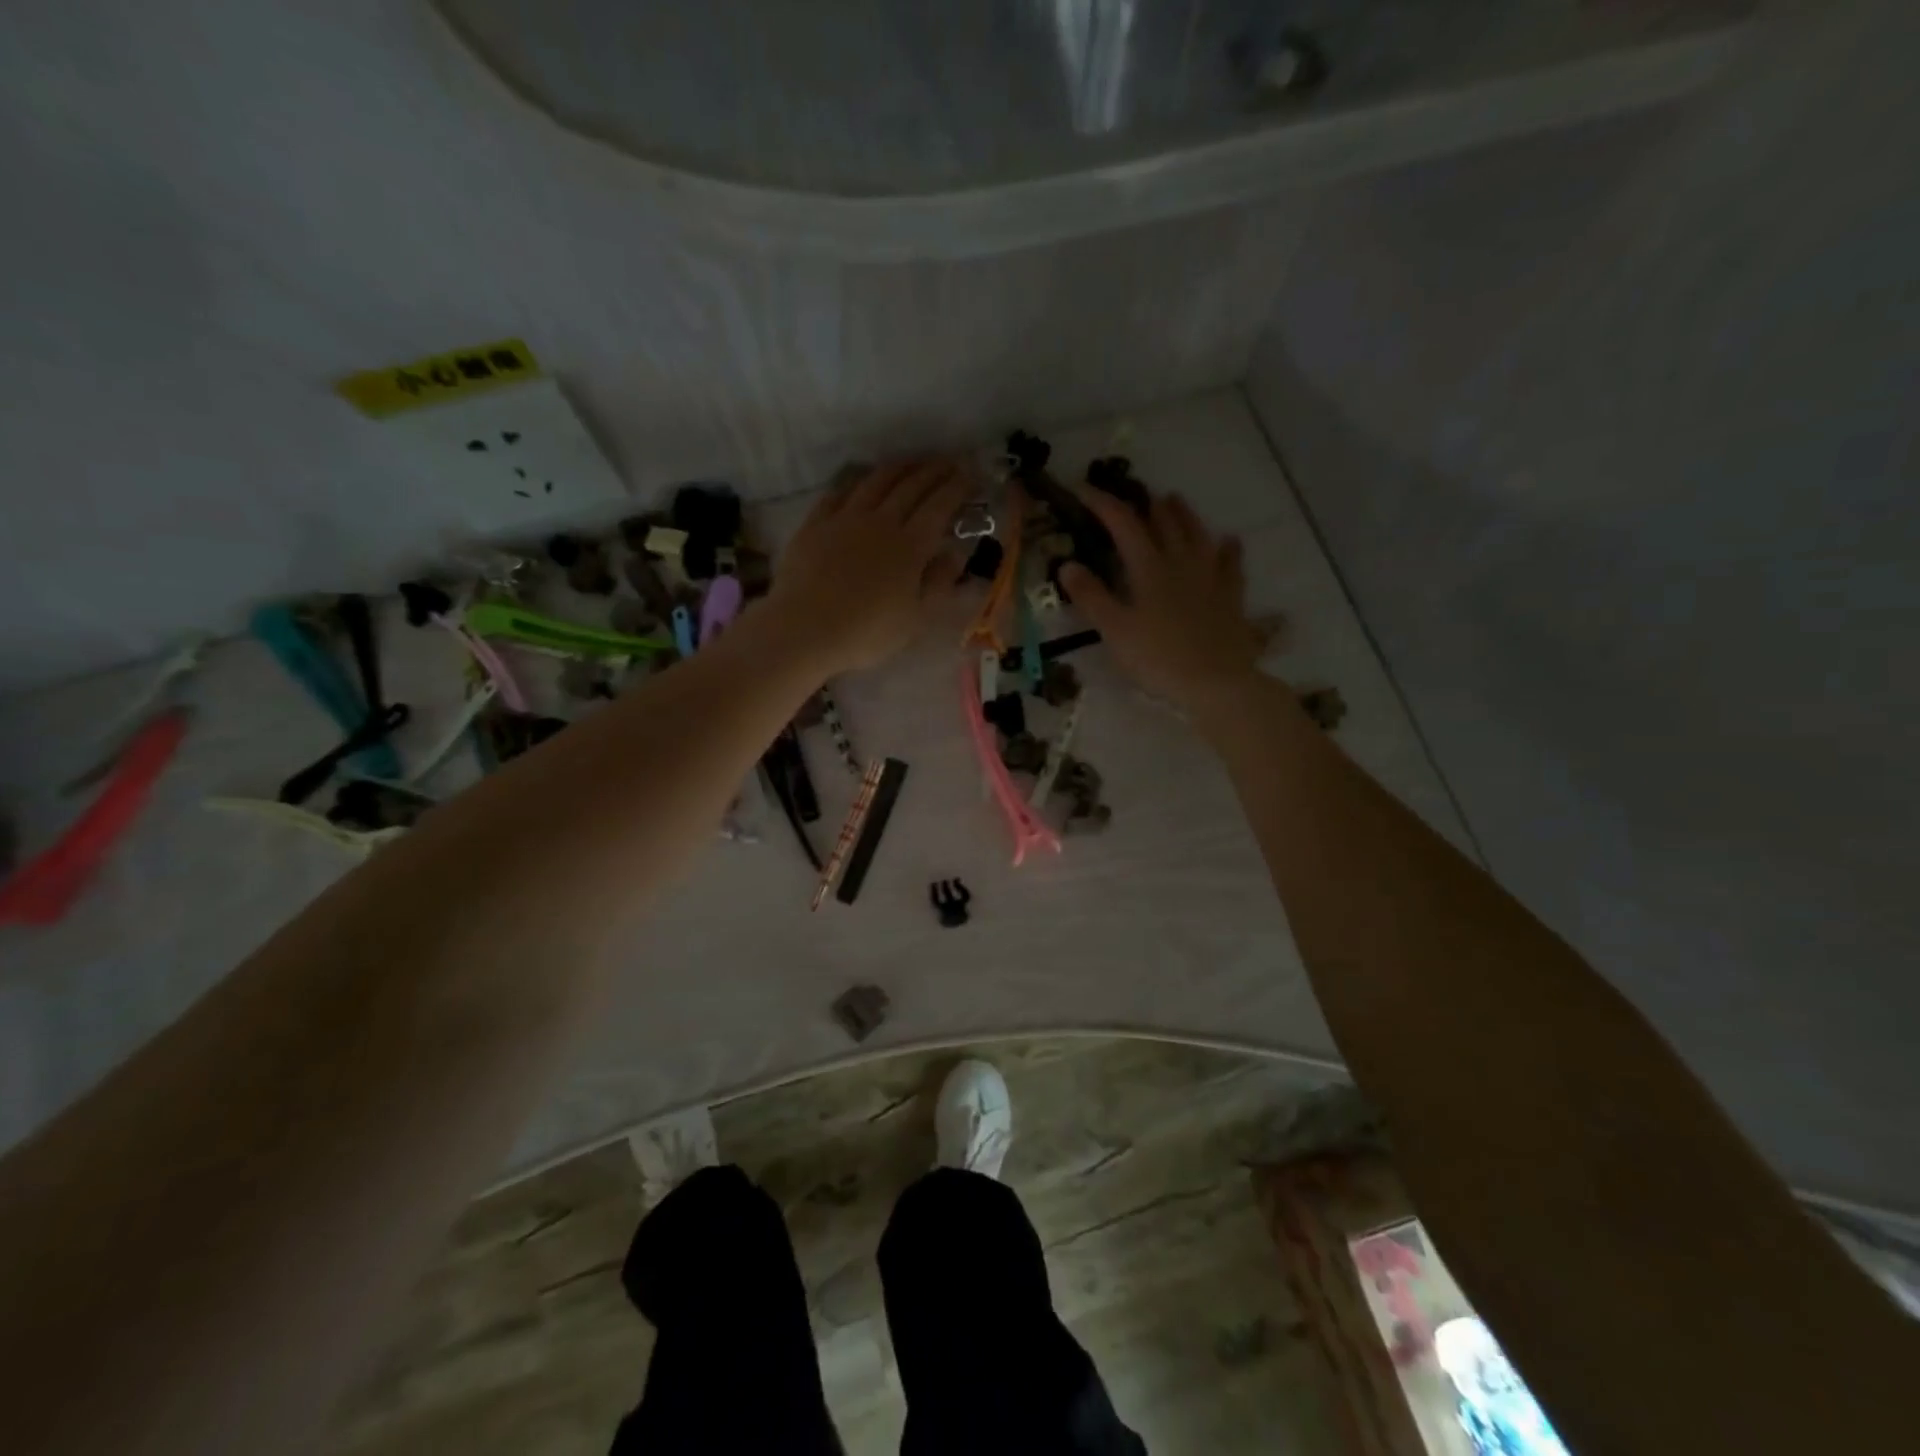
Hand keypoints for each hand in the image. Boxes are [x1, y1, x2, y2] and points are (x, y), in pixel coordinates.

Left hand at [770, 459, 974, 673]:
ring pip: (876, 480)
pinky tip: (862, 480)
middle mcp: (881, 522)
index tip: (971, 475)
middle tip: (949, 462)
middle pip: (911, 486)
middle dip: (934, 470)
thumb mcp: (915, 619)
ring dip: (899, 467)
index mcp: (910, 546)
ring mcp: (845, 518)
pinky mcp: (816, 523)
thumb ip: (939, 584)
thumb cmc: (867, 633)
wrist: (805, 629)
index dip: (958, 487)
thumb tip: (955, 554)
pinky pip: (839, 492)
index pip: (940, 506)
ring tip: (912, 462)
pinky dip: (857, 481)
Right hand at [1059, 486, 1264, 716]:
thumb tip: (1067, 564)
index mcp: (1149, 568)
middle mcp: (1181, 562)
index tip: (1084, 491)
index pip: (1123, 524)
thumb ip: (1091, 596)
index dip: (1103, 504)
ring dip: (1184, 514)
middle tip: (1135, 494)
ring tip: (1174, 499)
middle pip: (1164, 522)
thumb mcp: (1115, 630)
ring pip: (1197, 534)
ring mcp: (1210, 577)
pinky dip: (1228, 549)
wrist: (1215, 682)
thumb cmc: (1158, 658)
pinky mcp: (1231, 596)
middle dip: (1146, 504)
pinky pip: (1232, 564)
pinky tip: (1229, 541)